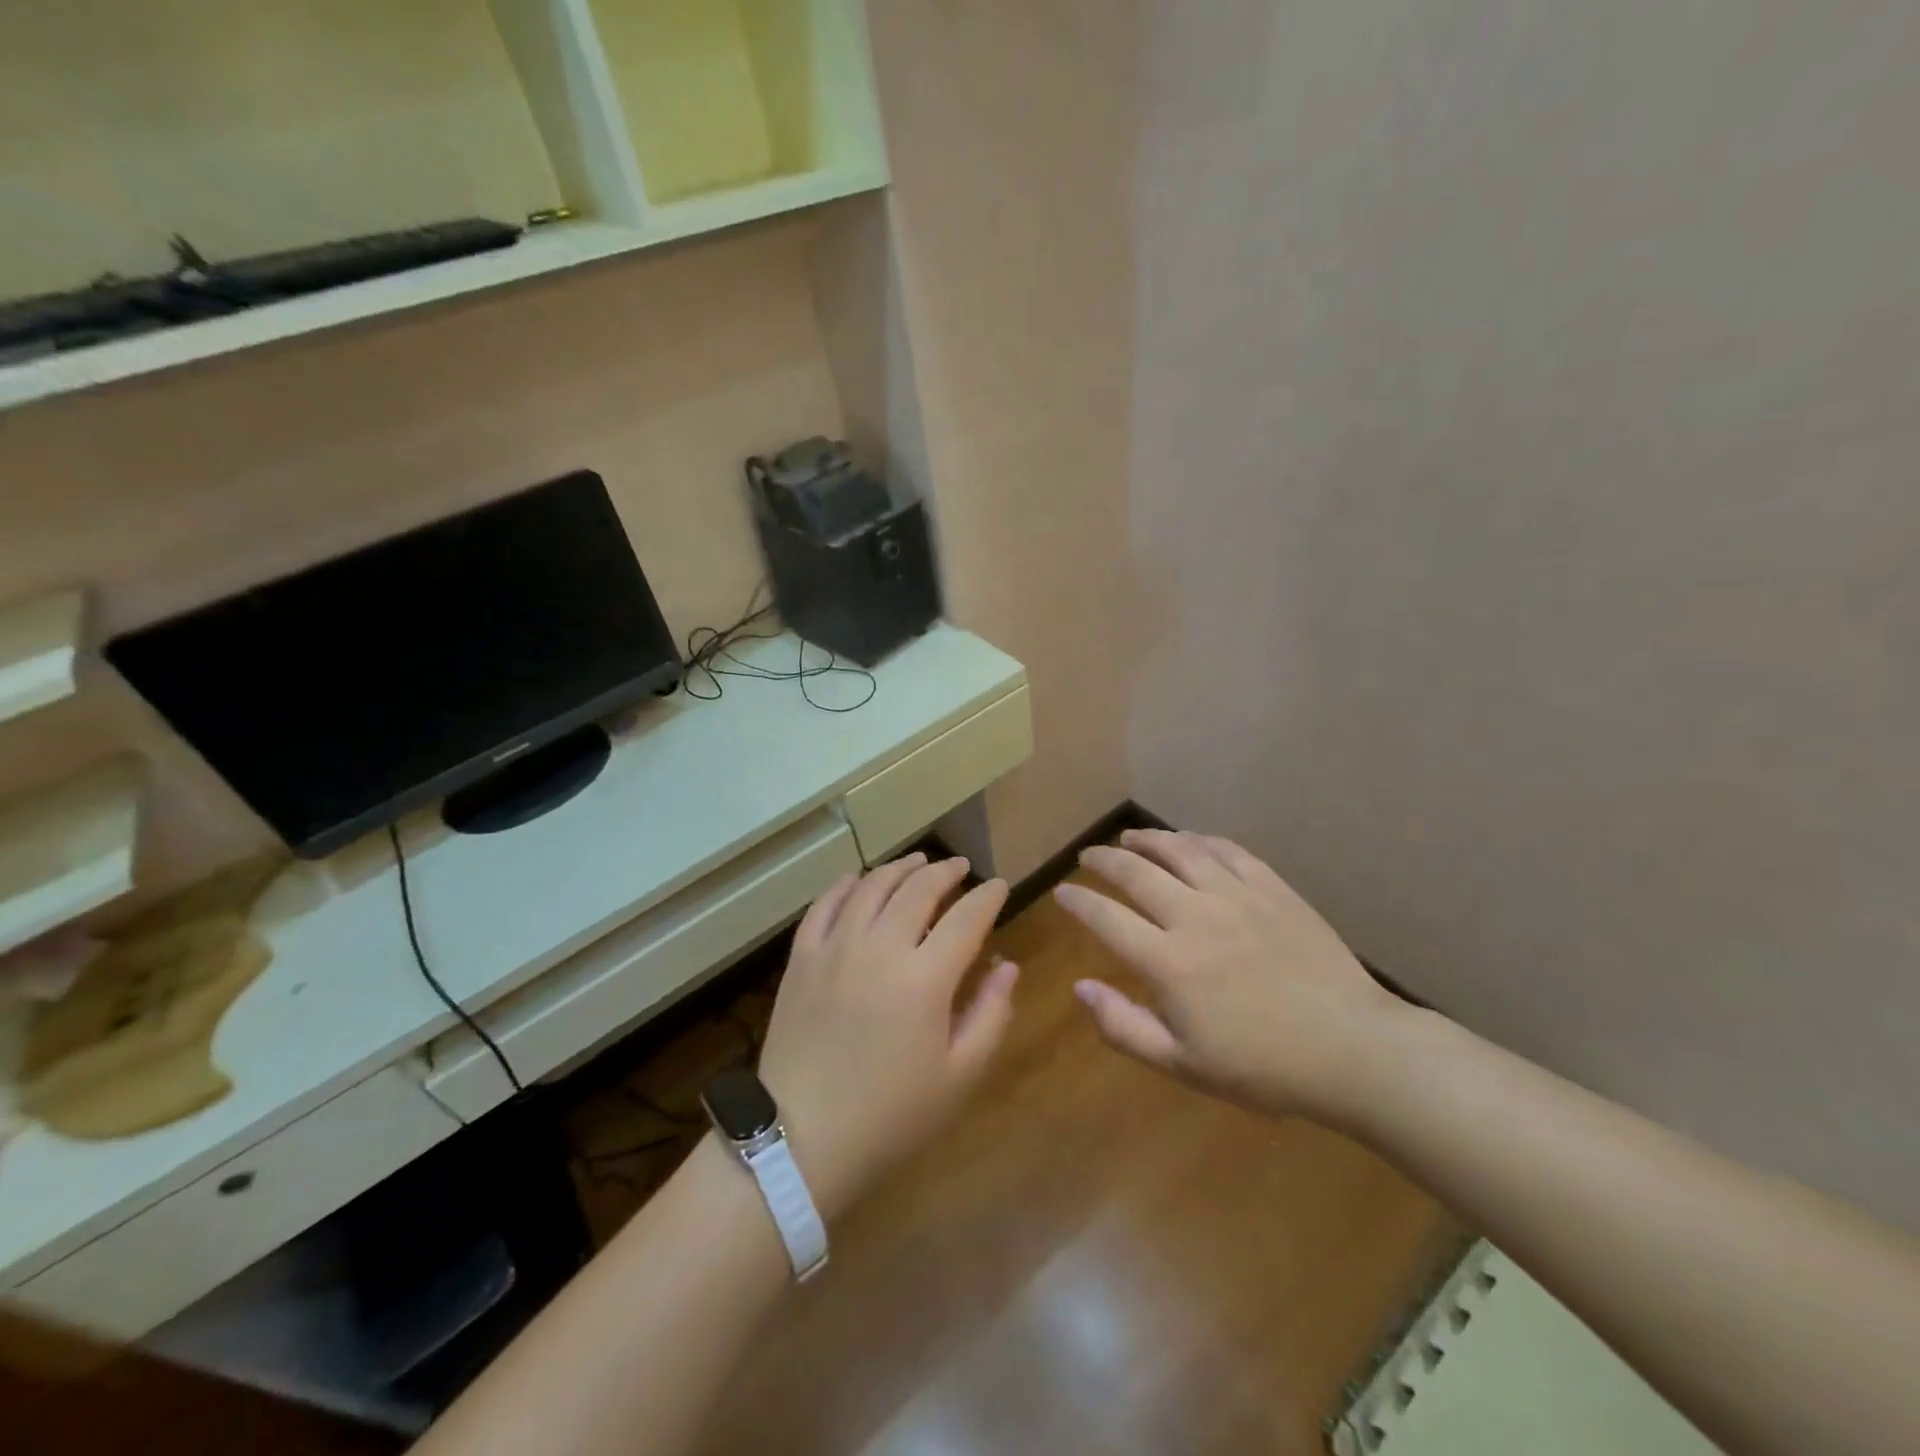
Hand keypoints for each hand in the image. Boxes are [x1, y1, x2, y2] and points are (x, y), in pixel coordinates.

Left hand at [757, 852, 1017, 1219]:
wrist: (802, 1139)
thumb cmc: (891, 1114)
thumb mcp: (958, 1076)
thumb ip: (990, 1014)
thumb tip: (1006, 965)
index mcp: (925, 978)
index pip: (966, 917)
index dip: (988, 896)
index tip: (999, 886)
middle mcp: (880, 947)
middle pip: (919, 888)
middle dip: (947, 871)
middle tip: (961, 867)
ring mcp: (836, 947)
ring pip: (873, 886)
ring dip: (900, 868)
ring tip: (918, 862)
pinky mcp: (802, 957)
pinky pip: (825, 904)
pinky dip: (846, 884)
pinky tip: (858, 878)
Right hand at [1056, 829, 1402, 1125]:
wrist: (1352, 1049)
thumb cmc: (1263, 1067)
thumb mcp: (1183, 1065)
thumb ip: (1124, 1027)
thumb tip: (1080, 987)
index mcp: (1169, 962)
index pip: (1106, 918)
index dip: (1078, 901)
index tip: (1062, 892)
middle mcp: (1195, 916)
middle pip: (1136, 872)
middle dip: (1104, 860)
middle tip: (1088, 855)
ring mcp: (1236, 896)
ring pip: (1180, 850)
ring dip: (1148, 839)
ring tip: (1129, 837)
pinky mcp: (1272, 888)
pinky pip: (1227, 850)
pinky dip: (1199, 840)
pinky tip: (1189, 840)